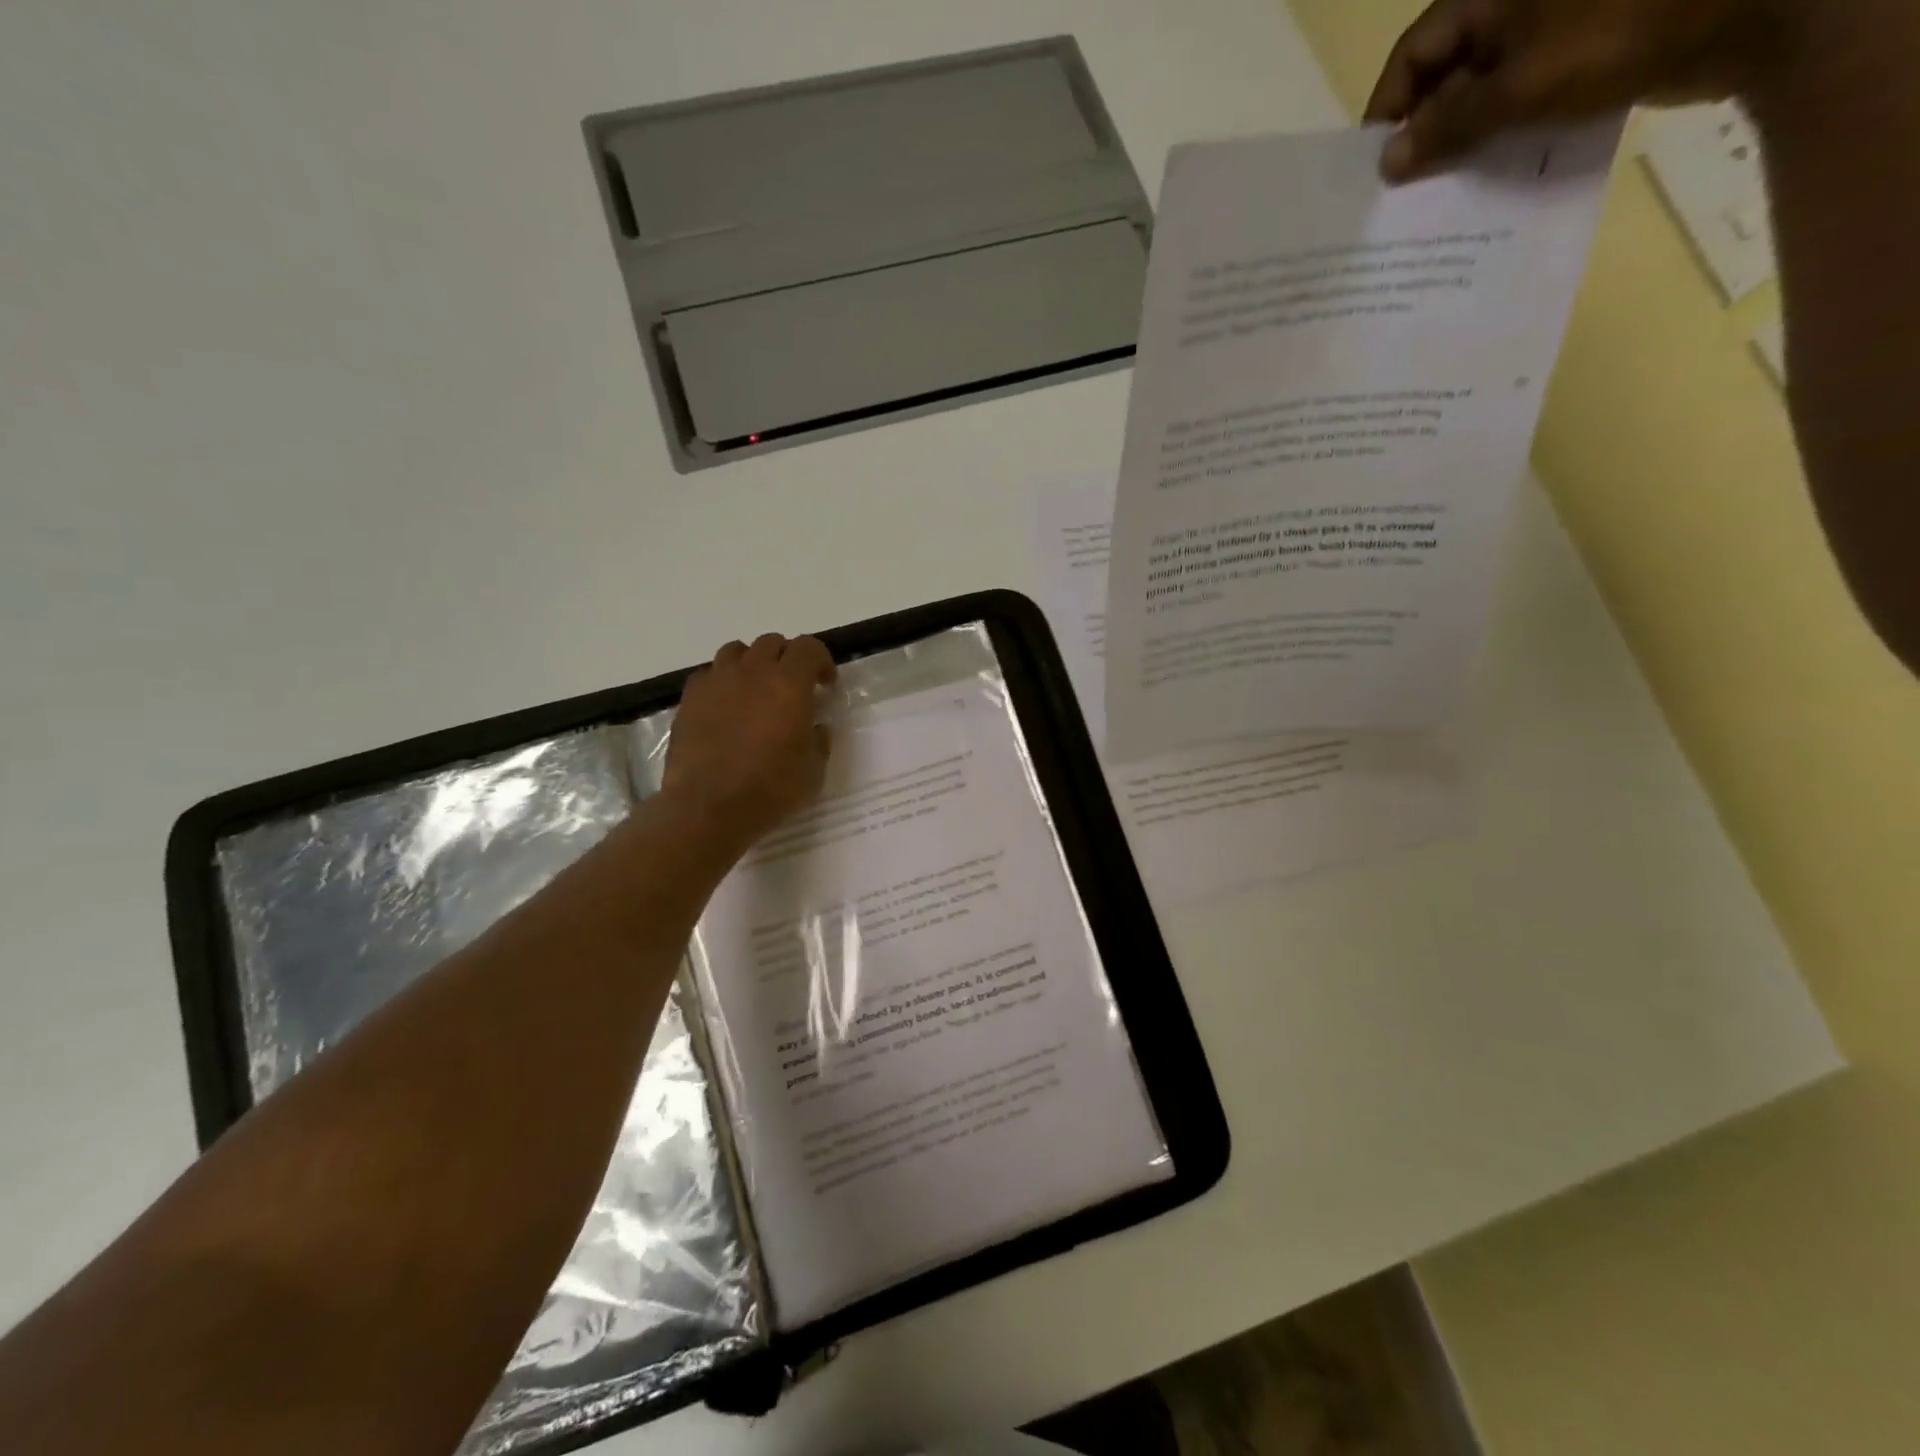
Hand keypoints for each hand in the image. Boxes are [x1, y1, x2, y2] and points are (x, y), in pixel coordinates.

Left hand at [662, 634, 835, 849]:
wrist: (709, 807)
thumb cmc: (770, 789)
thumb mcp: (813, 771)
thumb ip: (819, 741)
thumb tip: (815, 727)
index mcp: (789, 684)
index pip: (809, 648)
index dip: (821, 661)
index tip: (825, 684)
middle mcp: (752, 672)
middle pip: (772, 643)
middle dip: (787, 658)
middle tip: (792, 687)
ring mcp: (716, 682)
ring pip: (736, 651)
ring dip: (752, 664)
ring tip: (755, 690)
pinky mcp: (689, 699)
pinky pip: (708, 674)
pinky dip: (722, 682)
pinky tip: (725, 706)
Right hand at [1366, 0, 1790, 179]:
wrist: (1748, 11)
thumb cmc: (1620, 35)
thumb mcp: (1517, 89)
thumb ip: (1446, 127)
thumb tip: (1388, 163)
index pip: (1412, 56)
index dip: (1387, 113)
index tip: (1374, 170)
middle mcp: (1513, 6)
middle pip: (1443, 77)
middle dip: (1421, 135)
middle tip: (1403, 194)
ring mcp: (1548, 28)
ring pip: (1479, 93)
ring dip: (1459, 143)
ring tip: (1440, 197)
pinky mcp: (1578, 52)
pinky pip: (1518, 99)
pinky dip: (1499, 137)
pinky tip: (1489, 176)